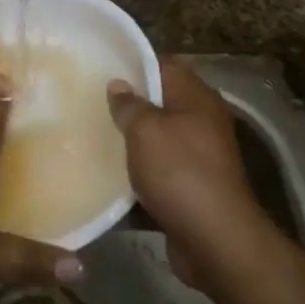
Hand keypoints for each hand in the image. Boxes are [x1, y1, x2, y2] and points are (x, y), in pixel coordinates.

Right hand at [108, 57, 268, 287]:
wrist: (214, 240)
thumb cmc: (180, 172)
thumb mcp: (146, 130)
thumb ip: (130, 105)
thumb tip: (118, 84)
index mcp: (197, 99)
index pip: (164, 66)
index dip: (134, 63)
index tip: (101, 65)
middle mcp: (202, 124)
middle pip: (160, 104)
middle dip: (128, 105)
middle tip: (90, 102)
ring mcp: (198, 159)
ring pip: (156, 142)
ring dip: (130, 143)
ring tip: (91, 136)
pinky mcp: (190, 190)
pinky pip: (157, 175)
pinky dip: (136, 178)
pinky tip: (106, 178)